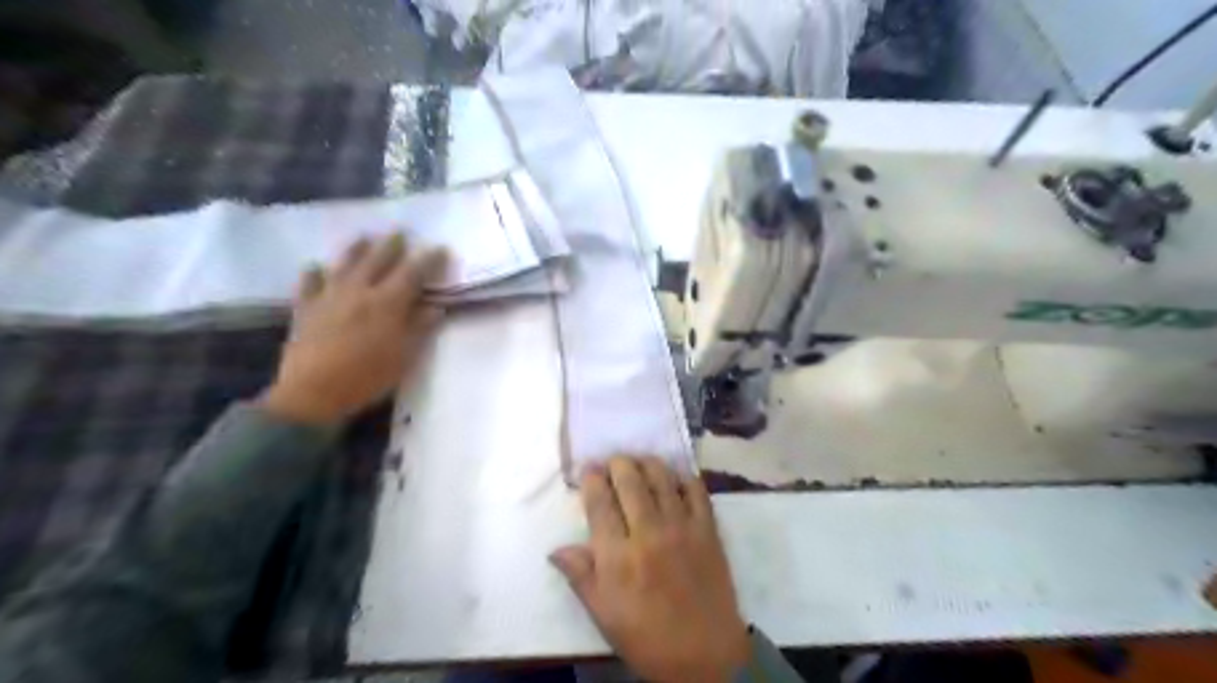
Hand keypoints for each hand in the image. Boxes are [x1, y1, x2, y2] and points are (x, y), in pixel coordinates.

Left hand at [258, 235, 446, 427]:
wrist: (313, 393)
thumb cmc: (368, 377)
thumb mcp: (405, 356)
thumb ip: (420, 328)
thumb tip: (436, 307)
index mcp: (387, 303)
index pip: (413, 273)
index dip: (428, 260)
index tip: (440, 249)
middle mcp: (359, 291)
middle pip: (378, 260)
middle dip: (392, 245)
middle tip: (400, 232)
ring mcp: (328, 297)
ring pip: (344, 264)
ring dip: (356, 249)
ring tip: (363, 237)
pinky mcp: (305, 308)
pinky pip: (309, 283)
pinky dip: (314, 273)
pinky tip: (315, 267)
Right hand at [556, 457, 751, 681]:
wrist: (705, 657)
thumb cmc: (647, 638)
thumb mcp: (603, 615)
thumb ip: (580, 576)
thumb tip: (556, 549)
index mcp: (618, 556)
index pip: (599, 502)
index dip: (591, 479)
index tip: (588, 469)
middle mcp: (648, 532)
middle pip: (629, 479)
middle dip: (617, 463)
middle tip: (612, 462)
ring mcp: (682, 527)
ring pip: (661, 477)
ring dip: (646, 463)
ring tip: (639, 463)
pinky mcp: (708, 529)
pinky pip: (696, 489)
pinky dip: (682, 477)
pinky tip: (673, 478)